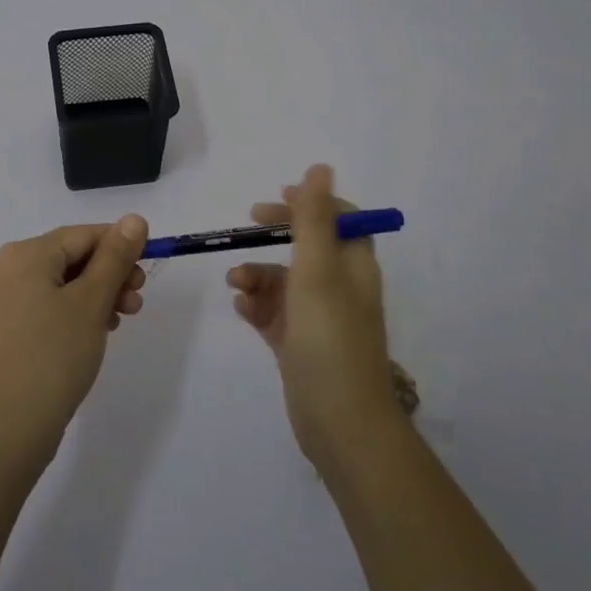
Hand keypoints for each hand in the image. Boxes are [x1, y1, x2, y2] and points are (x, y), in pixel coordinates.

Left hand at [0, 215, 149, 458]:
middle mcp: (5, 270)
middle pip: (70, 258)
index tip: (148, 271)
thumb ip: (115, 256)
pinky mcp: (2, 330)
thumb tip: (135, 219)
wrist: (10, 428)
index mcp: (23, 254)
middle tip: (138, 300)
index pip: (82, 235)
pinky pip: (45, 306)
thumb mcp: (92, 301)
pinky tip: (96, 332)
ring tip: (122, 320)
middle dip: (109, 275)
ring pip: (60, 284)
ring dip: (96, 295)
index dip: (120, 247)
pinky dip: (73, 312)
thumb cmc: (55, 355)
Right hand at [229, 165, 398, 467]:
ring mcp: (319, 319)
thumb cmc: (330, 336)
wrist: (340, 423)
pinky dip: (257, 306)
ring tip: (236, 283)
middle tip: (248, 226)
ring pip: (285, 282)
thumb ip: (313, 218)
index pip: (340, 220)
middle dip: (277, 236)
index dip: (311, 205)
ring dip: (259, 275)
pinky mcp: (300, 346)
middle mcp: (340, 288)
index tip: (278, 199)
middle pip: (308, 247)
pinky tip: (242, 308)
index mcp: (354, 267)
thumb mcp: (317, 269)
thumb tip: (320, 167)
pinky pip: (275, 314)